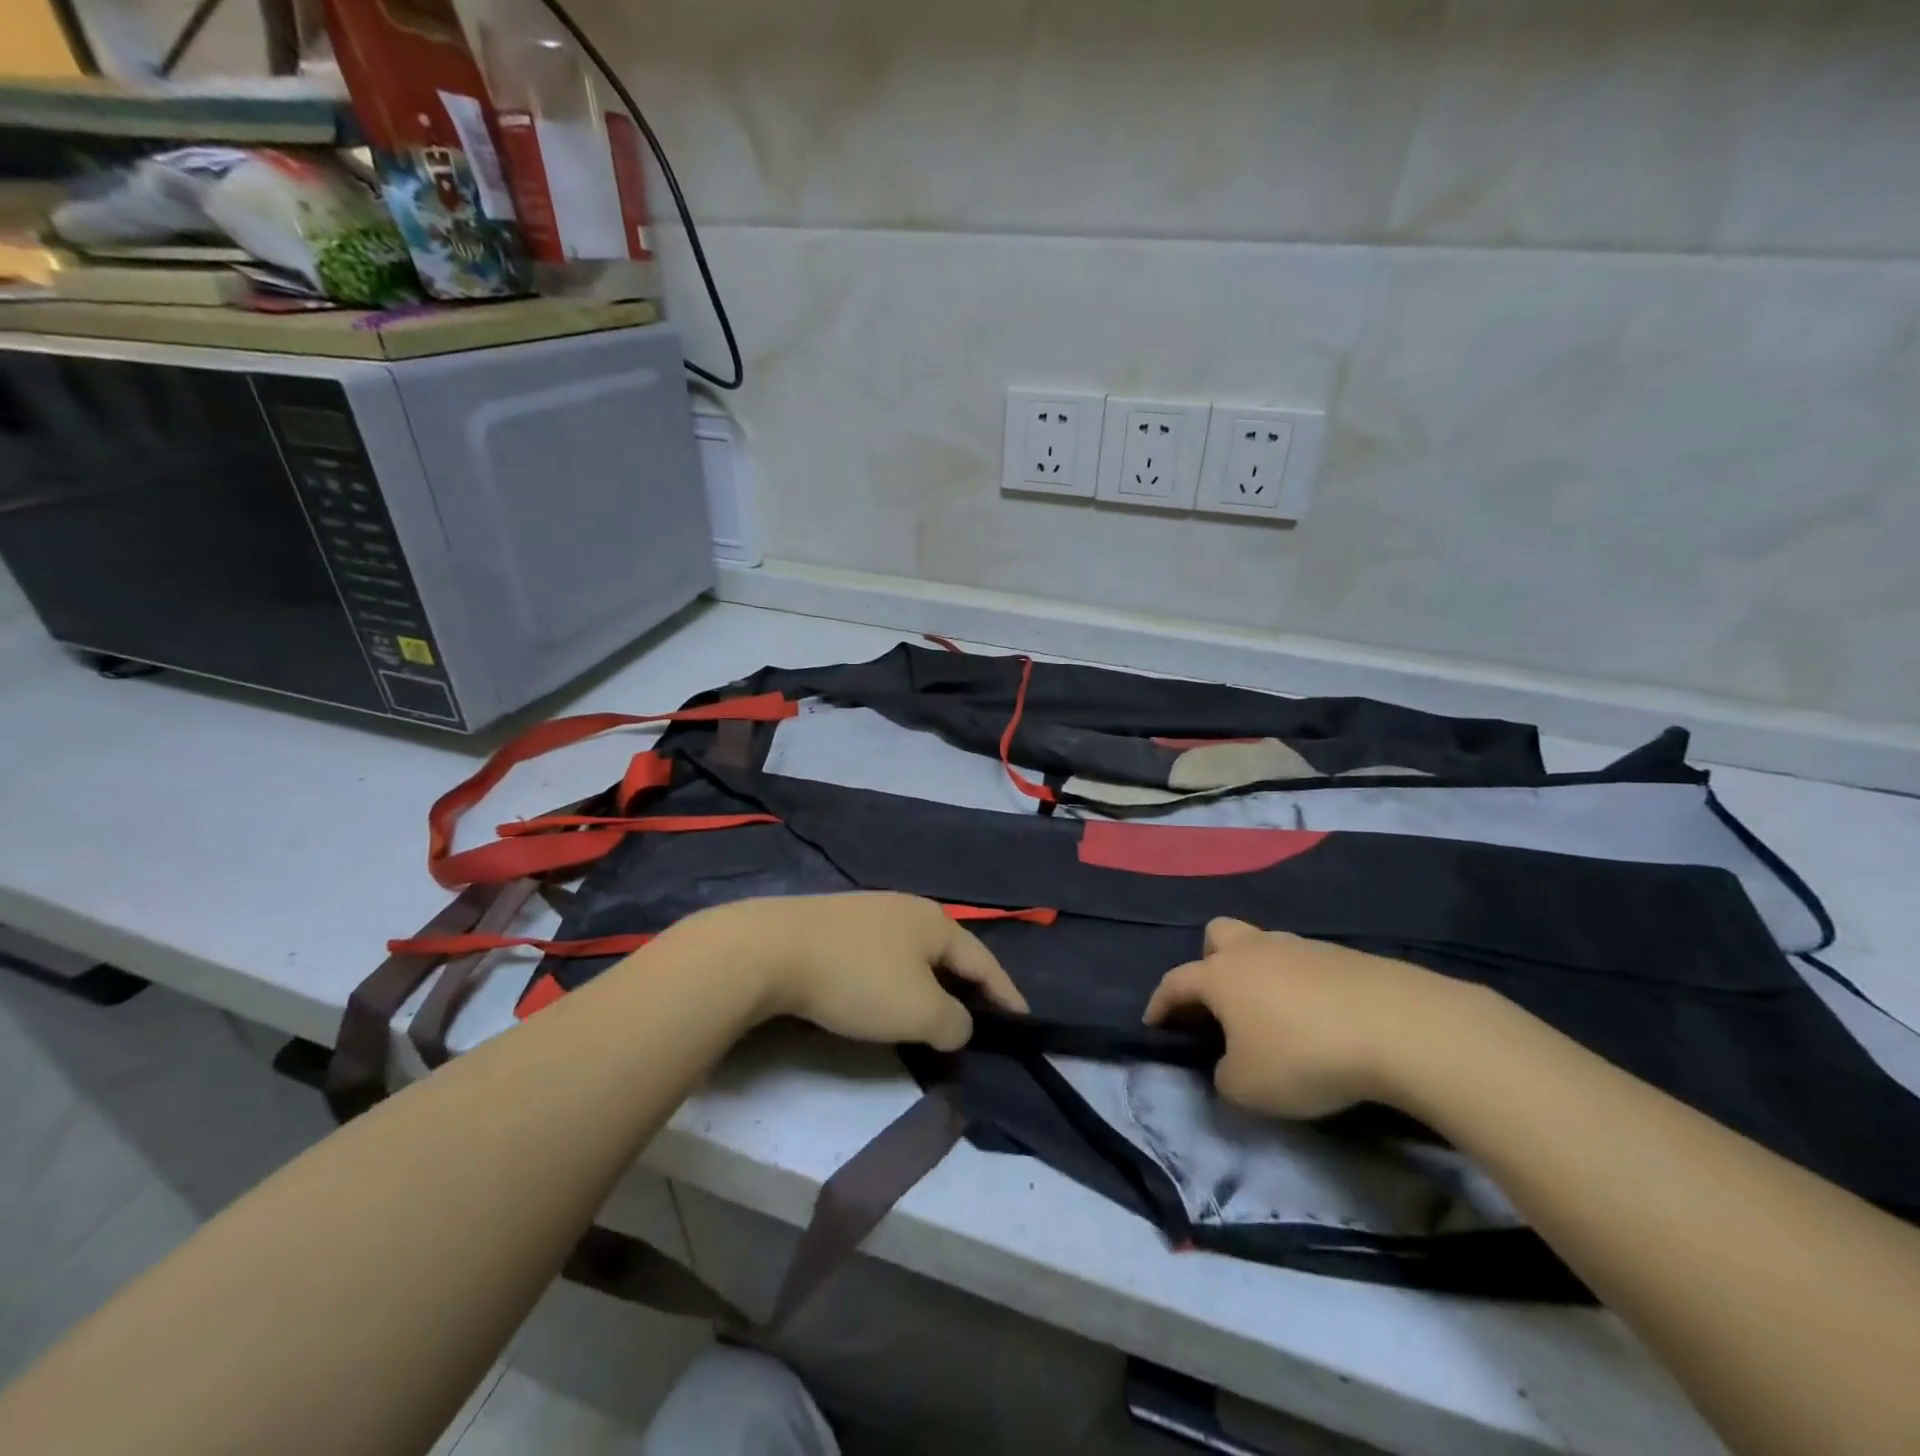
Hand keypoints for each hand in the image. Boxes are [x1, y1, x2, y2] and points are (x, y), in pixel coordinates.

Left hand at [680, 893, 1028, 1050]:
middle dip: (968, 984)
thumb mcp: (918, 1011)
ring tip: (936, 1008)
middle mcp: (908, 908)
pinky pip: (883, 954)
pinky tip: (886, 992)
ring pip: (914, 952)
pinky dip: (897, 977)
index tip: (1024, 1018)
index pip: (984, 961)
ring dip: (930, 981)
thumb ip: (953, 1022)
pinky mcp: (836, 923)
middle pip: (950, 951)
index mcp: (936, 923)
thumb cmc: (857, 979)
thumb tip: (959, 1024)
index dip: (1006, 993)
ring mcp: (869, 911)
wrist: (772, 950)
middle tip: (982, 1015)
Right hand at [1144, 918, 1468, 1119]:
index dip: (1160, 1003)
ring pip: (1264, 946)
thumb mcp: (1247, 1087)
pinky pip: (1306, 964)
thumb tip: (1229, 1065)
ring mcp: (1300, 947)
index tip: (1153, 1023)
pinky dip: (1301, 986)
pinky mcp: (1343, 956)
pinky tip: (1319, 1018)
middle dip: (1209, 962)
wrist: (1396, 1027)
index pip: (1175, 982)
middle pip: (1217, 934)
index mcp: (1220, 975)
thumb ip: (1223, 1077)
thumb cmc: (1303, 1055)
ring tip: (1274, 1015)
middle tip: (1219, 1000)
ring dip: (1259, 973)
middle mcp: (1254, 950)